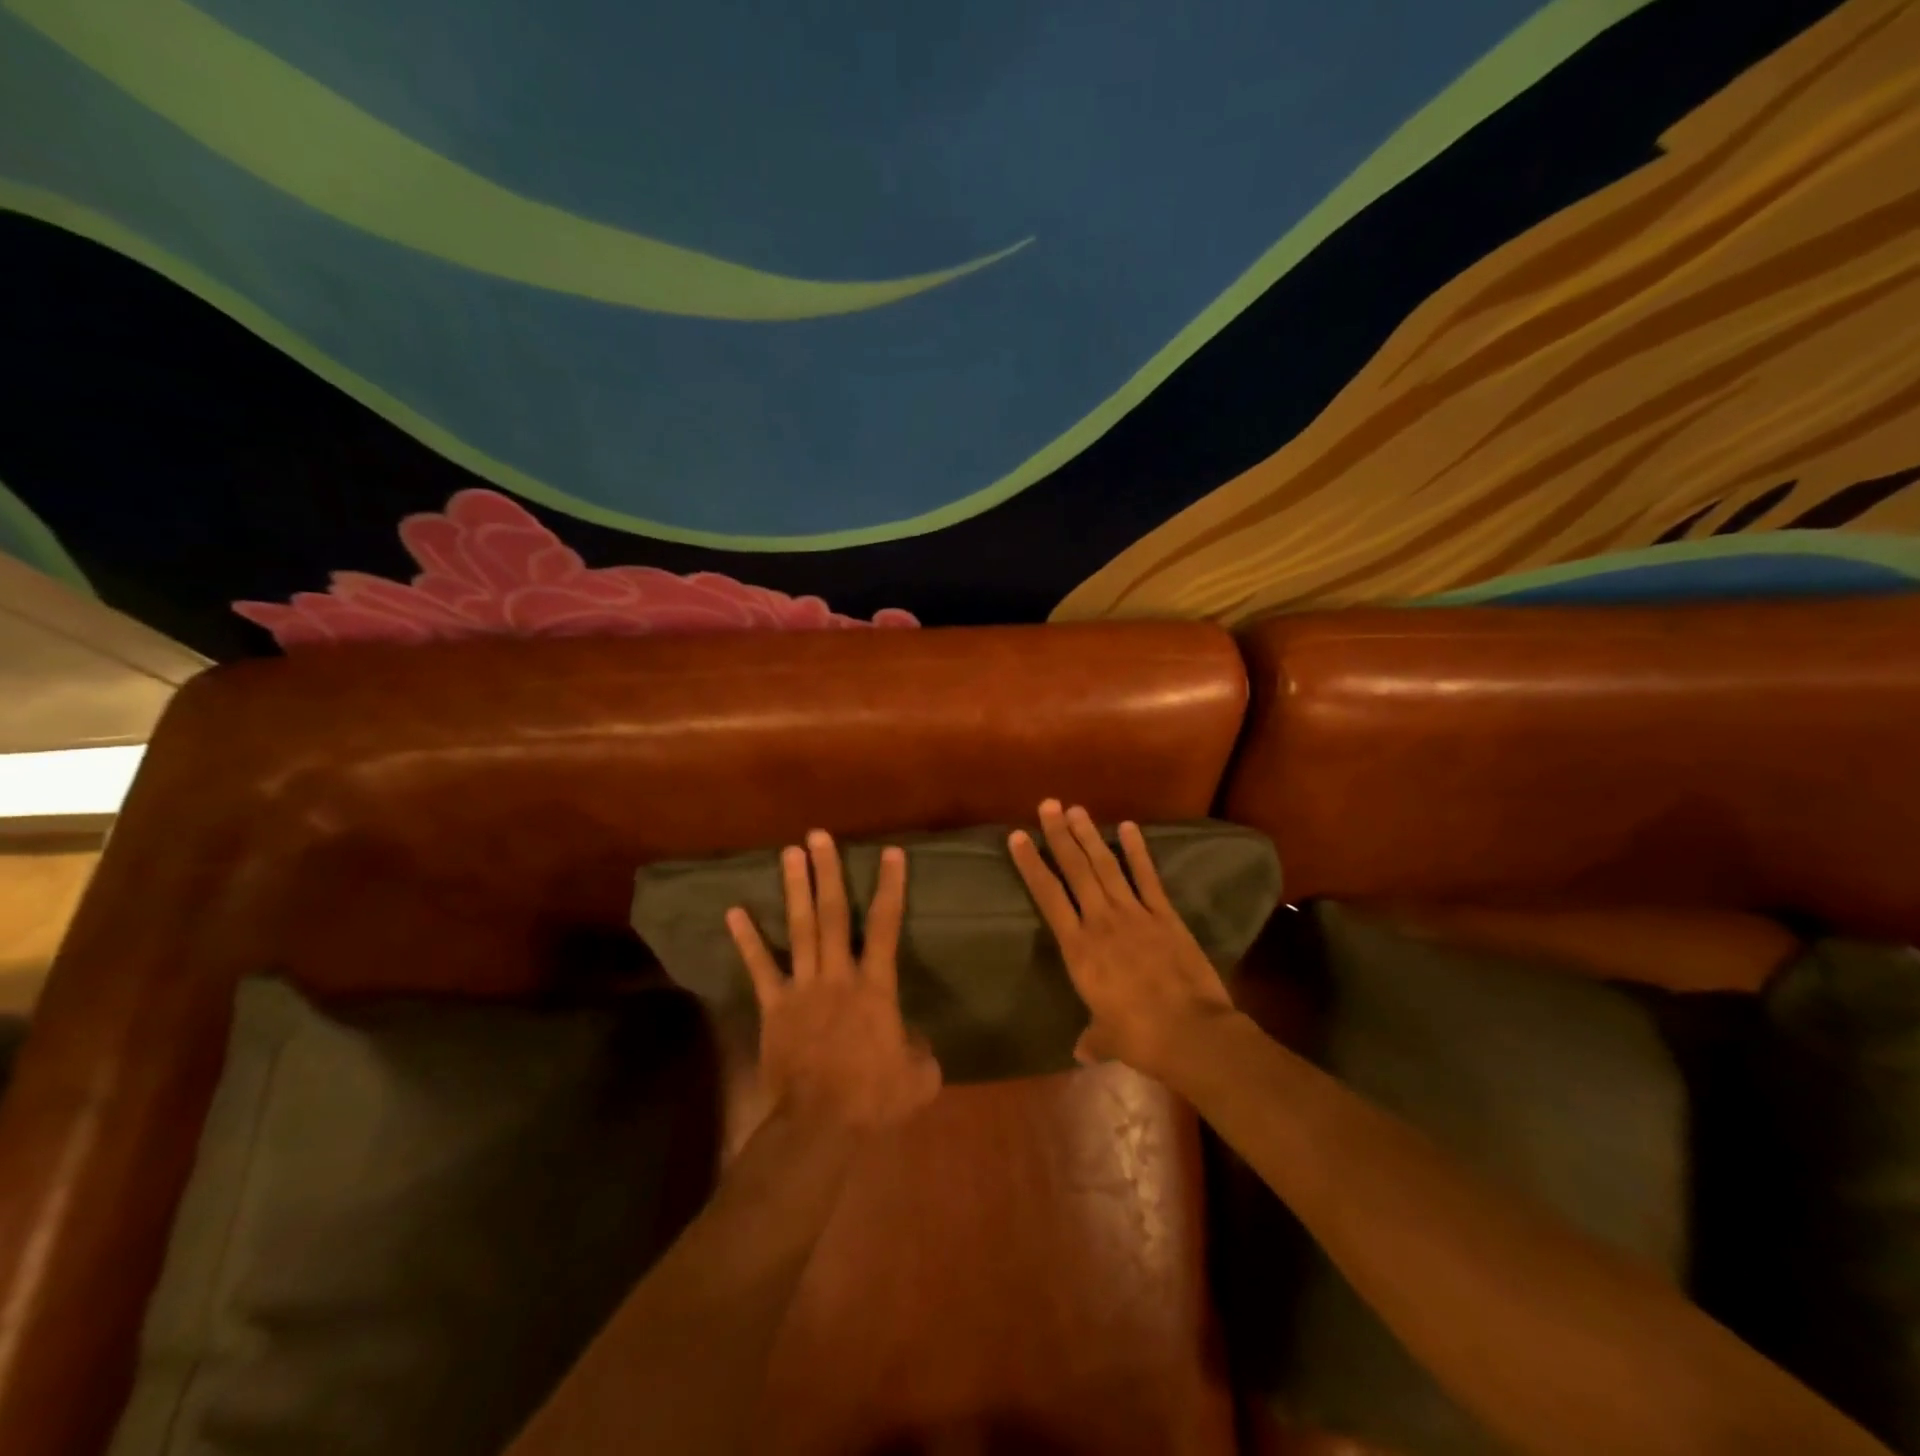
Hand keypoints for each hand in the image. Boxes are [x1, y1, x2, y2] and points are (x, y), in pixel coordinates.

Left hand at [726, 831, 941, 1131]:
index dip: (890, 887)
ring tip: (789, 853)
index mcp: (875, 986)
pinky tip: (734, 911)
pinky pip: (760, 968)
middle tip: (819, 836)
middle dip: (828, 872)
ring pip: (799, 929)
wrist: (819, 1125)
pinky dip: (747, 939)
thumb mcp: (918, 1077)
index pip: (887, 926)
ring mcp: (802, 987)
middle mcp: (838, 975)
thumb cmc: (874, 1100)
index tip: (890, 853)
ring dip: (794, 889)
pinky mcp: (774, 1006)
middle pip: (833, 914)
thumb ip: (920, 1050)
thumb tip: (913, 1041)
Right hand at [1009, 800, 1236, 1078]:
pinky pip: (1148, 877)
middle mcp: (1101, 922)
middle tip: (1048, 805)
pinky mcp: (1165, 915)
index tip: (1018, 836)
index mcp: (1079, 949)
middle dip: (1060, 835)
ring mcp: (1135, 914)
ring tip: (1076, 809)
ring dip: (1090, 836)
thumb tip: (1081, 1051)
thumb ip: (1092, 1038)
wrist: (1191, 1034)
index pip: (1048, 896)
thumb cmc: (1140, 1038)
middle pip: (1075, 870)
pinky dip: (1137, 851)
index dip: (1031, 864)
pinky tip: (1128, 827)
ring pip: (1106, 866)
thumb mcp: (1107, 1039)